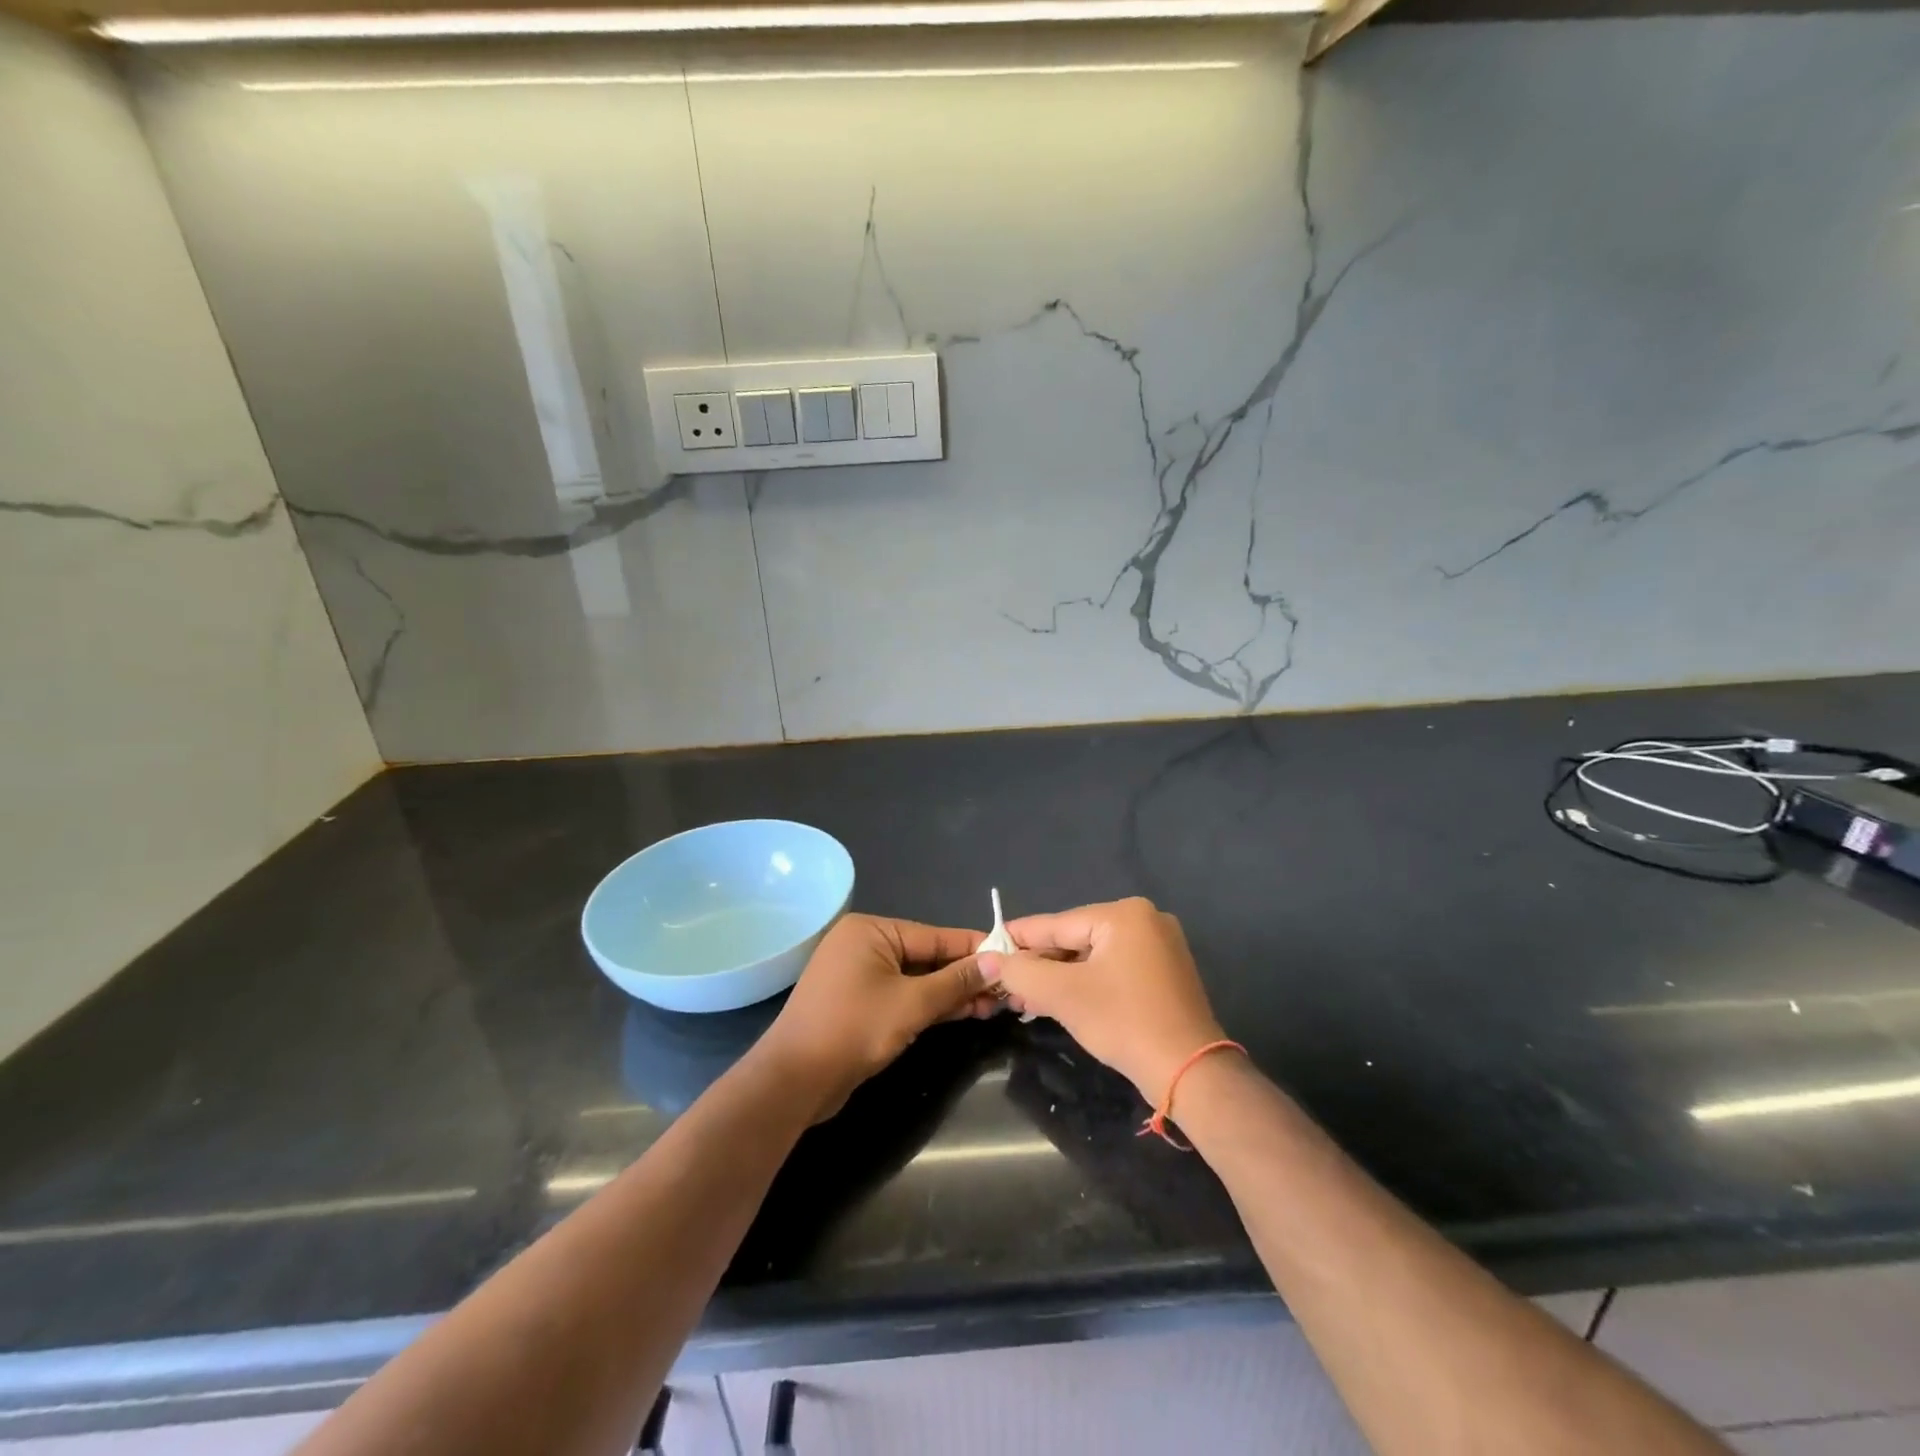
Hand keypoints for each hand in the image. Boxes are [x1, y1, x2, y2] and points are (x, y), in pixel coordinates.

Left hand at [754, 914, 988, 1121]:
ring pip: (916, 978)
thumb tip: (997, 962)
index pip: (934, 936)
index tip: (1011, 957)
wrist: (794, 1080)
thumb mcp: (913, 1003)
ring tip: (992, 1006)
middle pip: (926, 956)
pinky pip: (901, 995)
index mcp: (871, 930)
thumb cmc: (853, 1029)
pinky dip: (928, 1004)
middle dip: (964, 976)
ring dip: (950, 993)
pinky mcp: (858, 1003)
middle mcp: (864, 945)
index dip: (973, 949)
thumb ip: (956, 981)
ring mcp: (859, 975)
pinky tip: (962, 1013)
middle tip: (1005, 991)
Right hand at [978, 897, 1226, 1106]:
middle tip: (1005, 984)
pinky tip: (1059, 1001)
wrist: (1190, 1072)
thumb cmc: (1124, 1022)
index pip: (1057, 924)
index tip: (987, 946)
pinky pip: (1113, 970)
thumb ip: (1022, 971)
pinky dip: (1086, 984)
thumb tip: (989, 959)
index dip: (1019, 938)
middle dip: (1040, 965)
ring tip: (1025, 998)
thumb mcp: (1064, 995)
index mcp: (1124, 914)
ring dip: (1060, 979)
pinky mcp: (1165, 974)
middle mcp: (1145, 920)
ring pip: (1093, 957)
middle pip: (1075, 940)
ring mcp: (1159, 947)